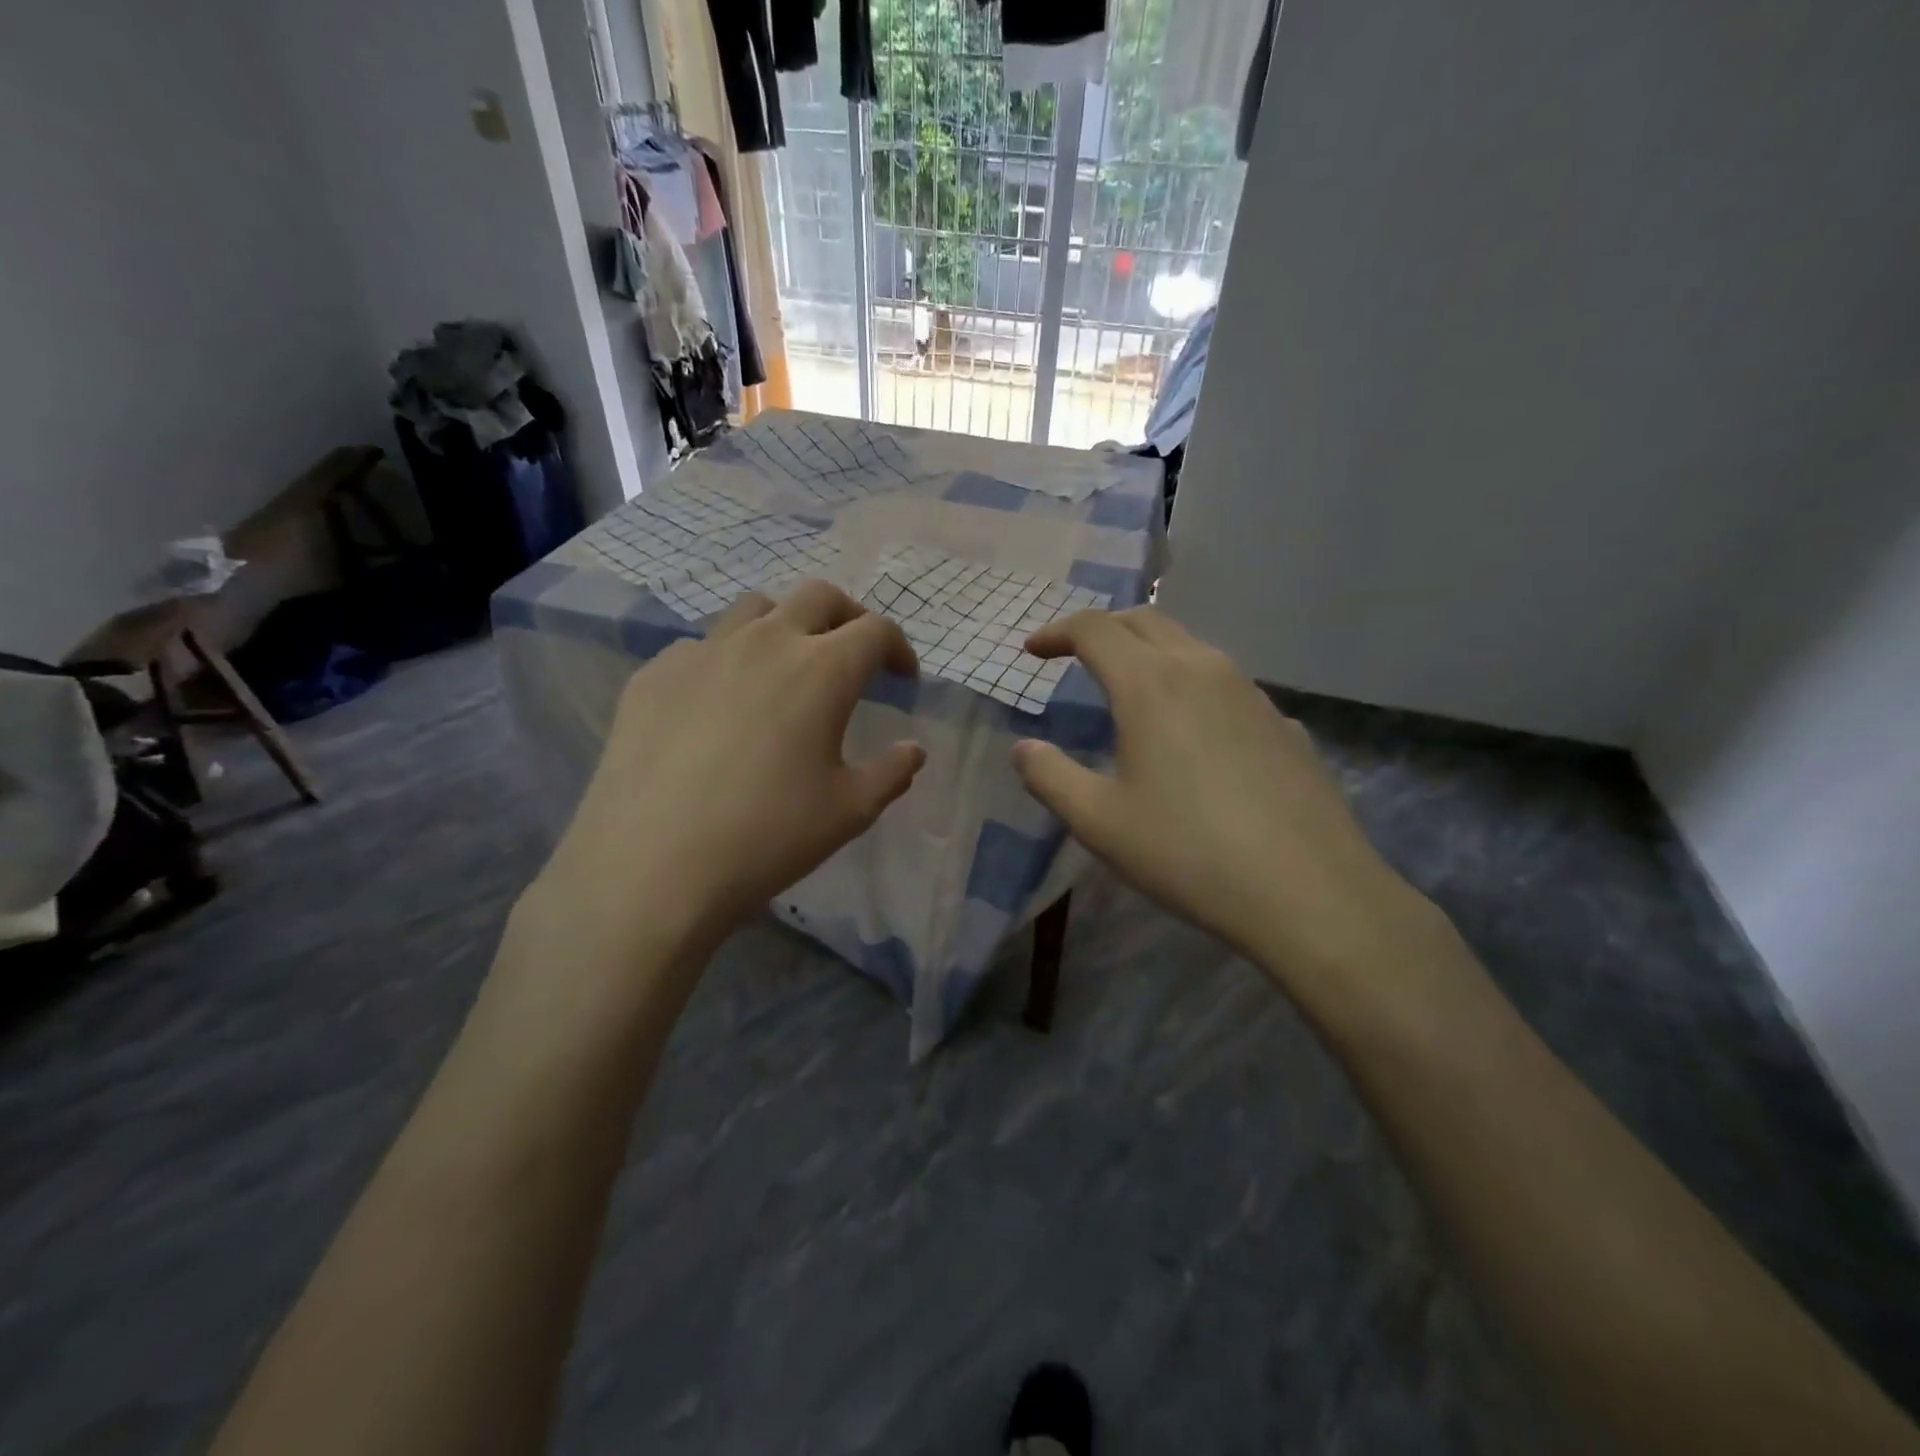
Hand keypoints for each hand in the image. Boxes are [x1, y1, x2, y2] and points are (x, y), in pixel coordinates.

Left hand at [528, 581, 925, 969]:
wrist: (651, 865)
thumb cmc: (767, 836)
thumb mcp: (849, 811)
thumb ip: (891, 771)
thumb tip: (912, 749)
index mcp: (822, 669)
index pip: (875, 630)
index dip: (898, 648)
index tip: (902, 678)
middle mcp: (765, 641)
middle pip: (818, 597)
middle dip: (848, 617)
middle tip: (852, 656)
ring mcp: (703, 651)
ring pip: (755, 608)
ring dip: (785, 625)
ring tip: (785, 667)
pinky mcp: (655, 673)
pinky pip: (702, 646)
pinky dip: (727, 659)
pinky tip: (719, 705)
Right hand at [1012, 608, 1436, 987]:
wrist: (1308, 891)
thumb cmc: (1187, 852)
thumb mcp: (1099, 821)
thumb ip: (1050, 776)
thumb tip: (1024, 749)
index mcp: (1150, 683)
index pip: (1094, 629)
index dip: (1056, 632)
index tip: (1032, 651)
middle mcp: (1203, 669)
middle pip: (1145, 622)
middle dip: (1103, 629)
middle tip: (1074, 654)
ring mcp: (1252, 692)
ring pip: (1190, 648)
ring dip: (1149, 653)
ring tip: (1129, 689)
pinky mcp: (1283, 722)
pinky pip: (1225, 685)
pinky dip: (1191, 687)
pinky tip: (1192, 735)